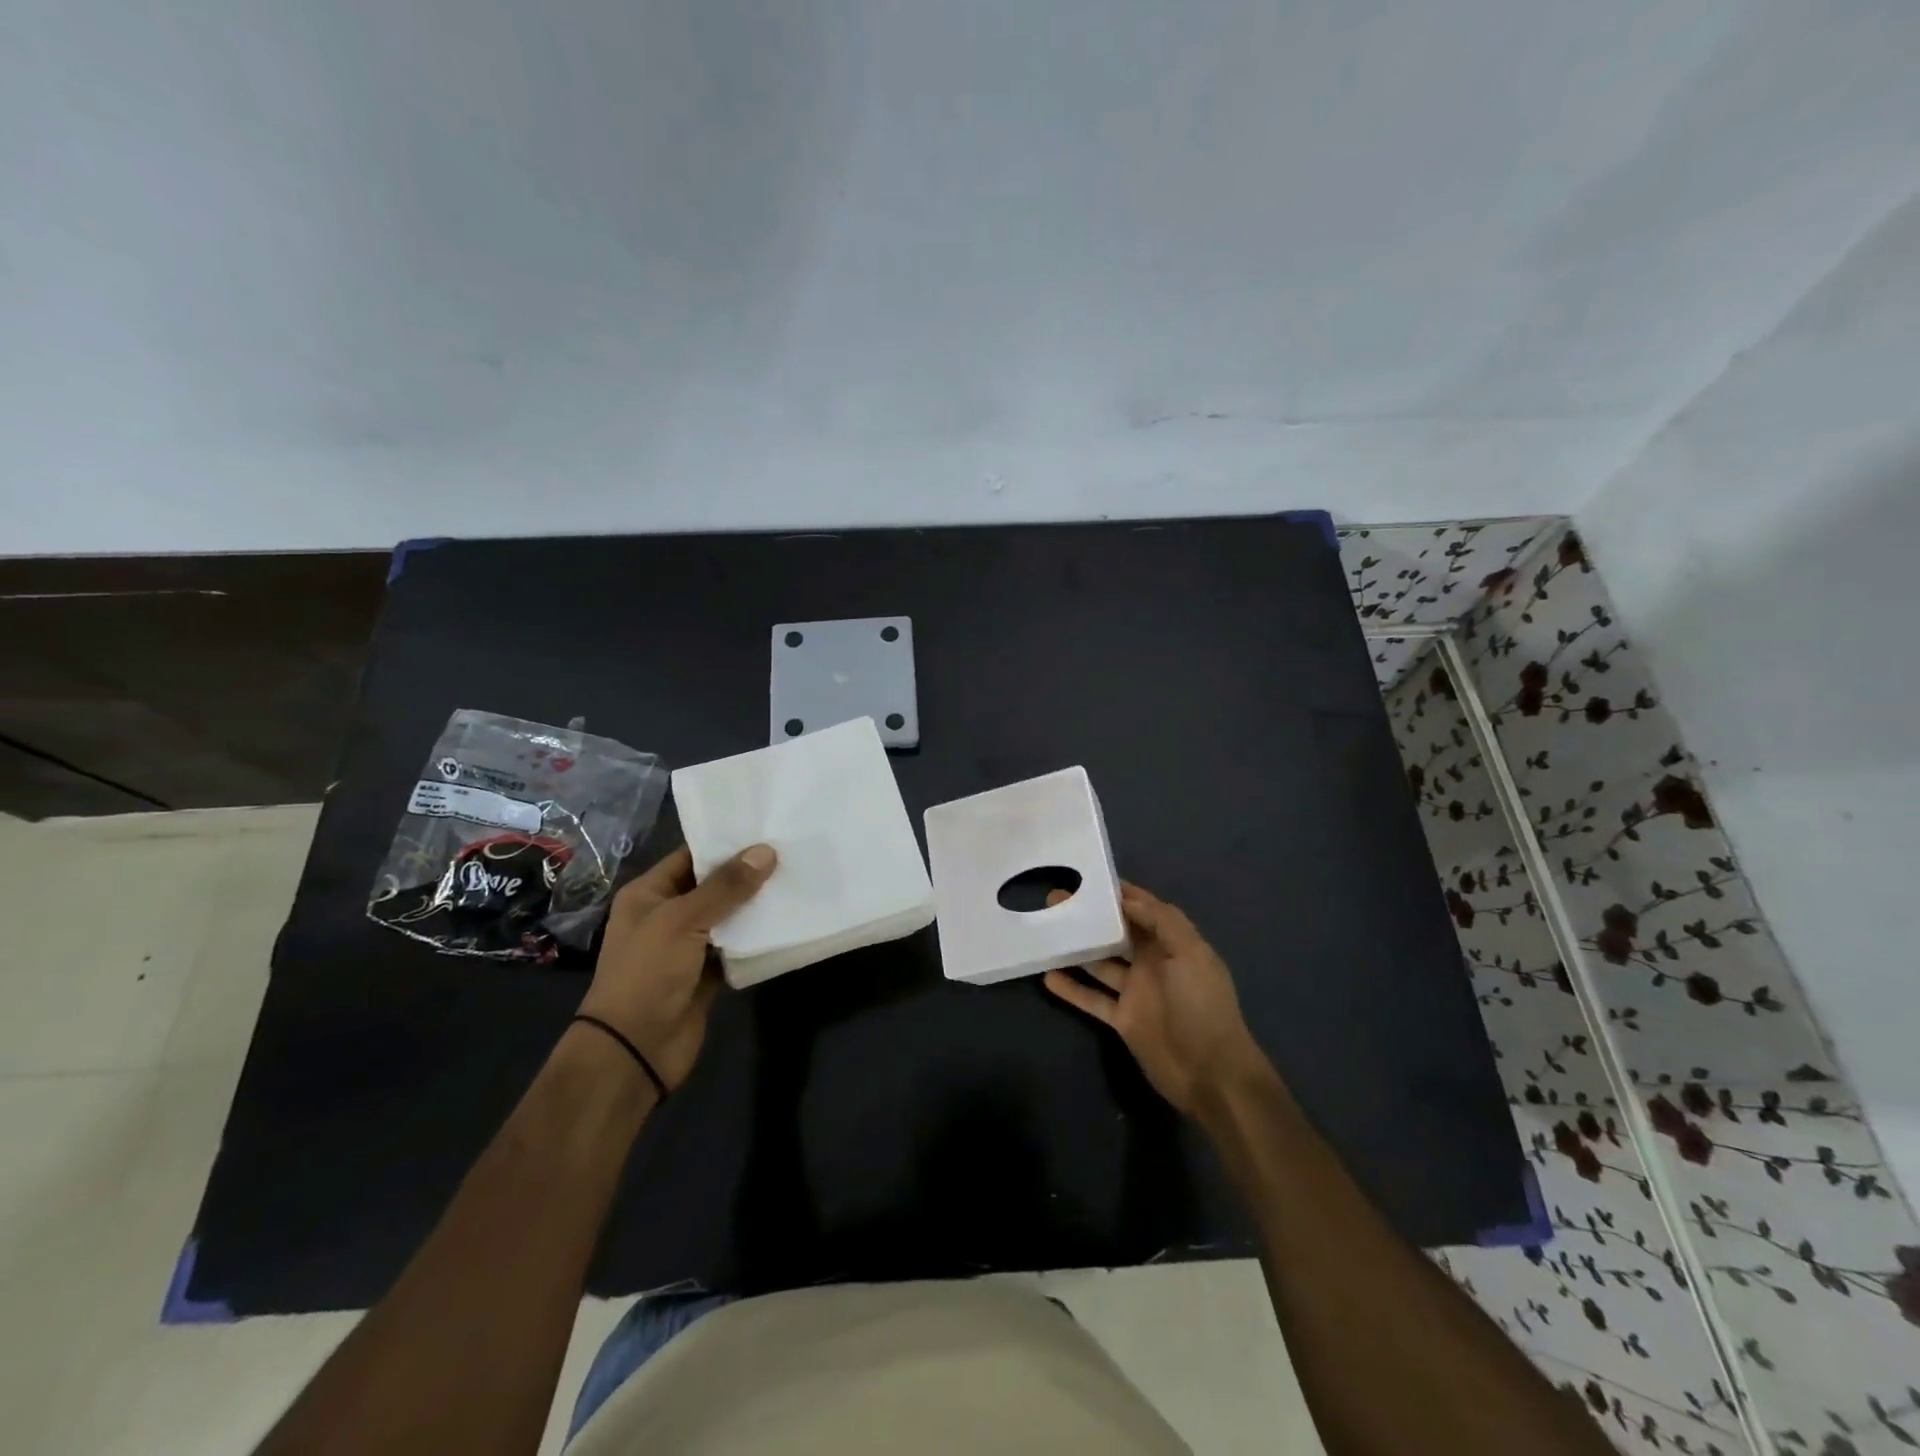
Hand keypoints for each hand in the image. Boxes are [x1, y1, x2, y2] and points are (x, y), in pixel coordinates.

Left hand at [577, 843, 775, 1090]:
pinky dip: (756, 939)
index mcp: (649, 894)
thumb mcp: (682, 921)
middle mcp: (667, 916)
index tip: (766, 829)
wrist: (634, 1050)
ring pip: (728, 917)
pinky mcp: (707, 974)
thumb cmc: (647, 974)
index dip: (725, 844)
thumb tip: (766, 851)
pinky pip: (736, 948)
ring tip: (797, 881)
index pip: (691, 857)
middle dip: (748, 873)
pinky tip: (787, 922)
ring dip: (756, 906)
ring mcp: (687, 947)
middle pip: (713, 886)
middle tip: (791, 852)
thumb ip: (725, 887)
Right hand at [1043, 882, 1268, 1114]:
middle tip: (1056, 900)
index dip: (1121, 893)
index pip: (1144, 909)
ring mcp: (1136, 992)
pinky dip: (1072, 989)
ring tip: (1046, 931)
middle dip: (1092, 917)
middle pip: (1117, 933)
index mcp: (1172, 943)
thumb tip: (1128, 897)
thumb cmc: (1202, 1005)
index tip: (1090, 878)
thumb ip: (1162, 921)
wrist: (1211, 1073)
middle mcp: (1152, 963)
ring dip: (1077, 949)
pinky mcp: (1123, 1019)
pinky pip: (1092, 999)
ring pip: (1100, 963)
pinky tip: (1047, 976)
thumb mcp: (1190, 954)